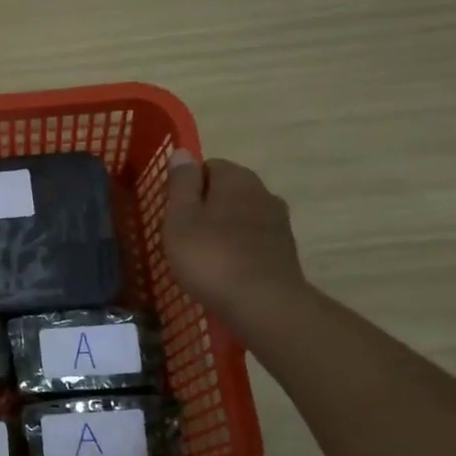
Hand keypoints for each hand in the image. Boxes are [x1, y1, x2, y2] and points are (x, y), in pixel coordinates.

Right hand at [161, 151, 308, 332]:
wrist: (263, 304)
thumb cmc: (211, 257)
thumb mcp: (181, 218)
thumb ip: (181, 183)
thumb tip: (183, 152)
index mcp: (236, 178)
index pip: (207, 166)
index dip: (186, 186)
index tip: (171, 212)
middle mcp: (263, 192)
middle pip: (226, 190)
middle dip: (205, 206)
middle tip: (182, 235)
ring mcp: (278, 222)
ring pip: (241, 215)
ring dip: (222, 228)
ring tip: (202, 256)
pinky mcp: (284, 250)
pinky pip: (253, 240)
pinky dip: (238, 248)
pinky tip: (224, 270)